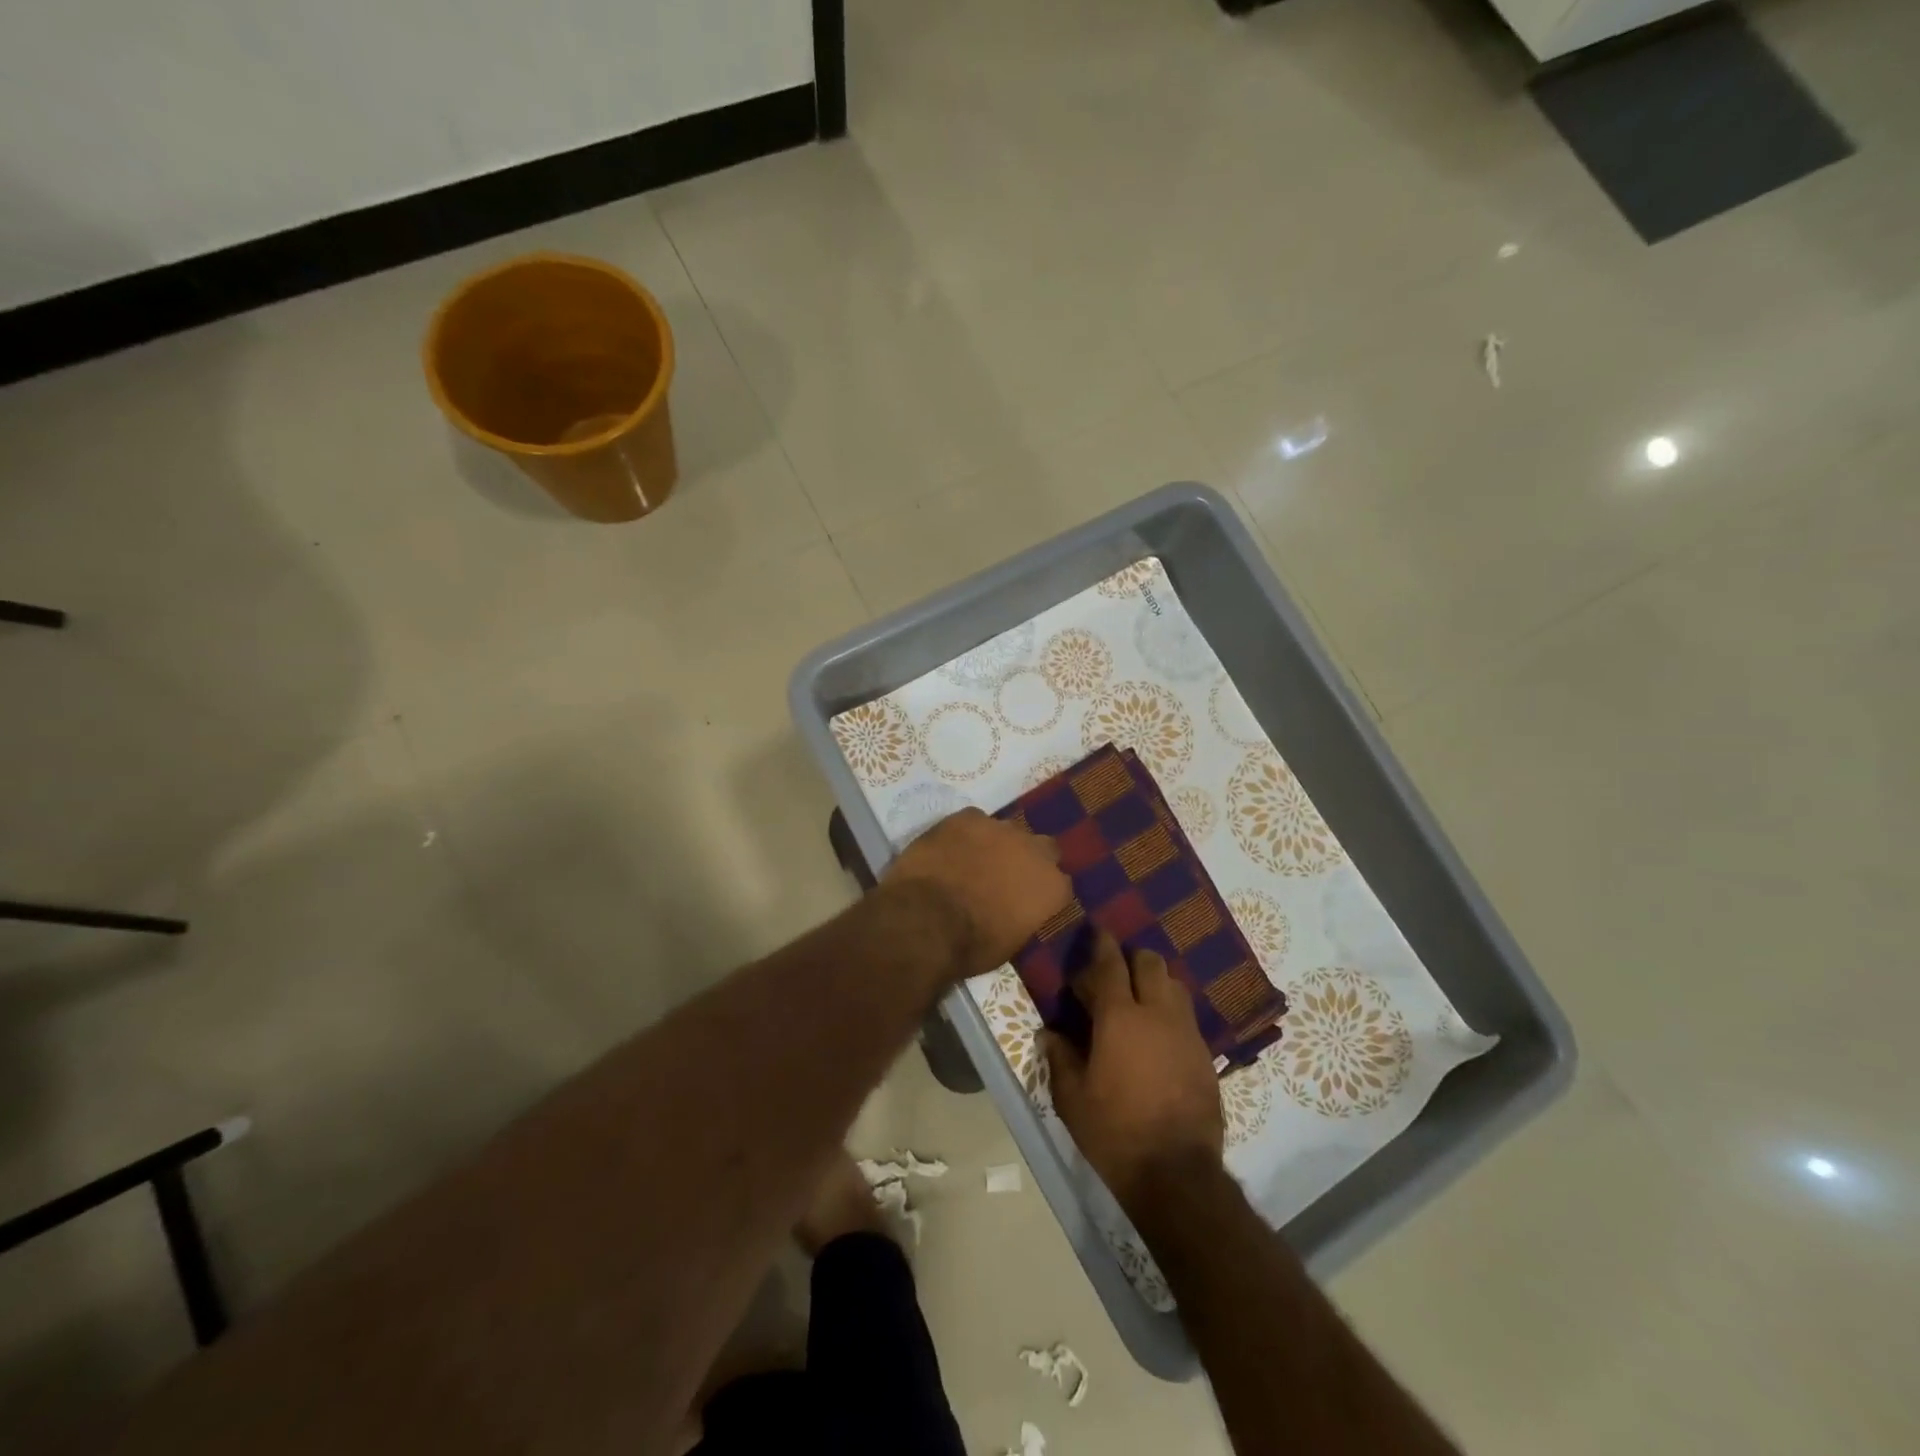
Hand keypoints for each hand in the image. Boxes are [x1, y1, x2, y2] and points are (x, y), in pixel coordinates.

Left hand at [882, 808, 1070, 980]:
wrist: (927, 920)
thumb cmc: (972, 945)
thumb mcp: (1011, 943)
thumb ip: (1024, 916)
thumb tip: (1016, 910)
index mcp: (1052, 886)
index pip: (1060, 884)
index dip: (1043, 891)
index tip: (1029, 902)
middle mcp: (1035, 850)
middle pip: (1042, 847)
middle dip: (1028, 859)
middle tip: (1005, 876)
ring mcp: (1001, 828)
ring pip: (1007, 830)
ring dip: (996, 844)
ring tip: (972, 861)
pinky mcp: (967, 817)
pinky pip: (973, 821)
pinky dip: (965, 833)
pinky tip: (950, 848)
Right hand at [1044, 931, 1224, 1210]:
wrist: (1177, 1174)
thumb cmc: (1115, 1132)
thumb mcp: (1073, 1099)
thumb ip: (1060, 1059)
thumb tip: (1049, 1034)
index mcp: (1120, 1017)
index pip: (1110, 964)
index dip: (1102, 944)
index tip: (1097, 930)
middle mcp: (1157, 1013)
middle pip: (1150, 963)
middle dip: (1132, 959)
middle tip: (1115, 973)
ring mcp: (1186, 1032)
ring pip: (1174, 985)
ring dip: (1155, 982)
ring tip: (1139, 1000)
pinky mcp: (1205, 1054)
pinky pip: (1187, 1015)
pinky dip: (1171, 1011)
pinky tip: (1159, 1034)